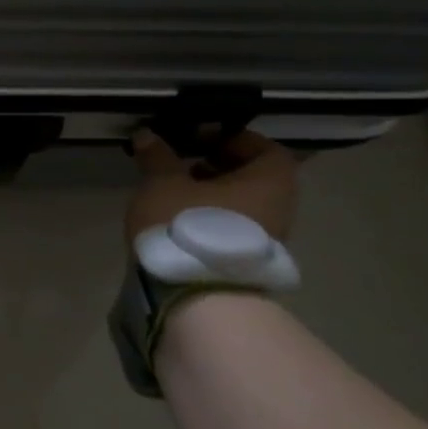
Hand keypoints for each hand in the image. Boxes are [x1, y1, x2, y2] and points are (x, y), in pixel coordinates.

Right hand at [126, 128, 297, 245]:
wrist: (198, 294)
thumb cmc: (186, 225)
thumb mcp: (163, 183)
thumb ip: (158, 157)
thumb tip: (148, 134)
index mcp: (270, 180)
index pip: (264, 148)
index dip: (231, 139)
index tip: (199, 138)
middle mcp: (279, 207)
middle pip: (254, 177)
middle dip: (220, 167)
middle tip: (185, 164)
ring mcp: (268, 239)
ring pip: (243, 204)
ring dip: (214, 194)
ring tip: (177, 192)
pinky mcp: (248, 261)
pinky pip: (234, 227)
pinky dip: (213, 217)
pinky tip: (181, 220)